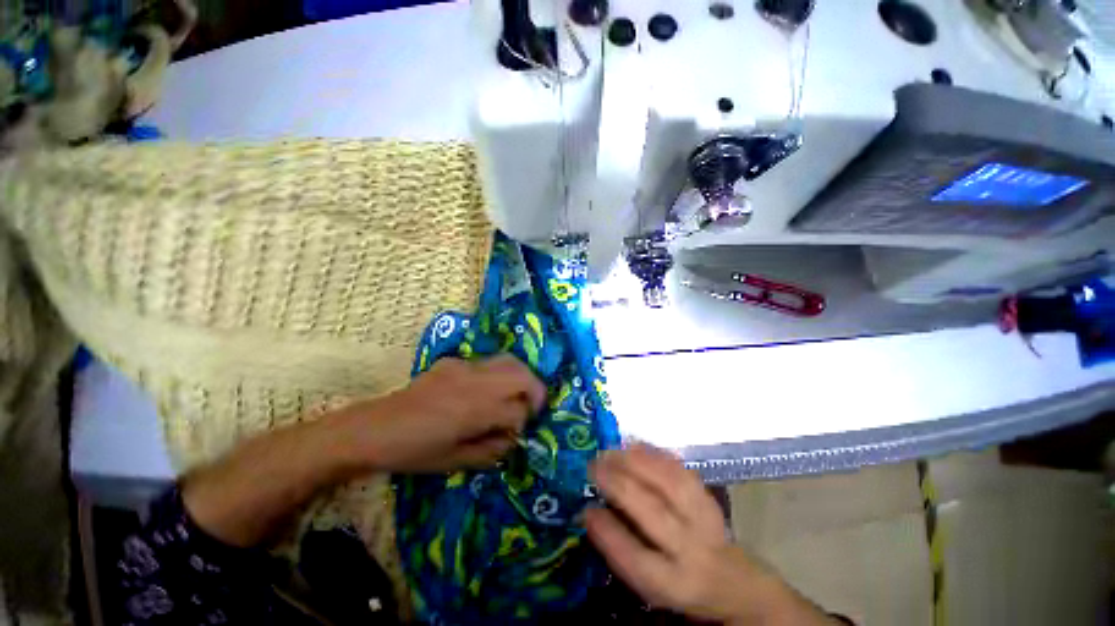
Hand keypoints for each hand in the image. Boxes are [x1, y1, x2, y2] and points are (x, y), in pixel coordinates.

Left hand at [183, 355, 545, 546]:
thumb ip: (492, 450)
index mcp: (475, 411)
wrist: (374, 428)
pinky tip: (486, 391)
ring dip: (521, 378)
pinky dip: (499, 374)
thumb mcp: (455, 462)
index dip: (523, 424)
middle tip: (530, 408)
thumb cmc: (413, 452)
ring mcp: (465, 367)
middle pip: (523, 375)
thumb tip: (513, 438)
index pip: (518, 411)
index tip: (515, 435)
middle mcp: (476, 383)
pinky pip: (489, 363)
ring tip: (516, 395)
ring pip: (510, 361)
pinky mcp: (455, 362)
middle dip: (535, 392)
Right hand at [586, 444, 837, 625]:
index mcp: (672, 582)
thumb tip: (591, 510)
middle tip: (593, 466)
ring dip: (635, 461)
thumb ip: (621, 549)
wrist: (730, 579)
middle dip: (618, 484)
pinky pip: (680, 469)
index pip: (636, 558)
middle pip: (653, 511)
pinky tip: (635, 445)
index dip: (607, 531)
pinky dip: (654, 453)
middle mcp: (691, 550)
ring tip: (611, 451)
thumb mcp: (648, 581)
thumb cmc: (677, 579)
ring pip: (670, 483)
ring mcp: (704, 518)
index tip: (586, 509)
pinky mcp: (708, 496)